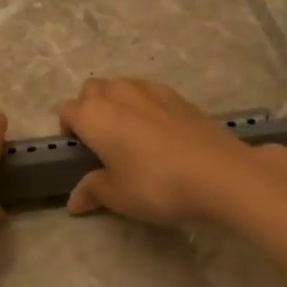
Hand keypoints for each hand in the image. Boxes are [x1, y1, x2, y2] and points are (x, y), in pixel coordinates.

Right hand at [58, 78, 268, 225]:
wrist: (219, 173)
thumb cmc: (156, 184)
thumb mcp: (117, 195)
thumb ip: (92, 191)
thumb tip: (74, 200)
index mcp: (94, 114)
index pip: (67, 110)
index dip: (68, 130)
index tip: (79, 153)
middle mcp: (118, 93)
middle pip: (92, 90)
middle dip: (90, 109)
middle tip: (102, 142)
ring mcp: (151, 90)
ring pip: (121, 86)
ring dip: (117, 103)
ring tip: (131, 135)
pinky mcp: (179, 96)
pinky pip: (149, 93)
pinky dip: (145, 106)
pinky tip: (160, 133)